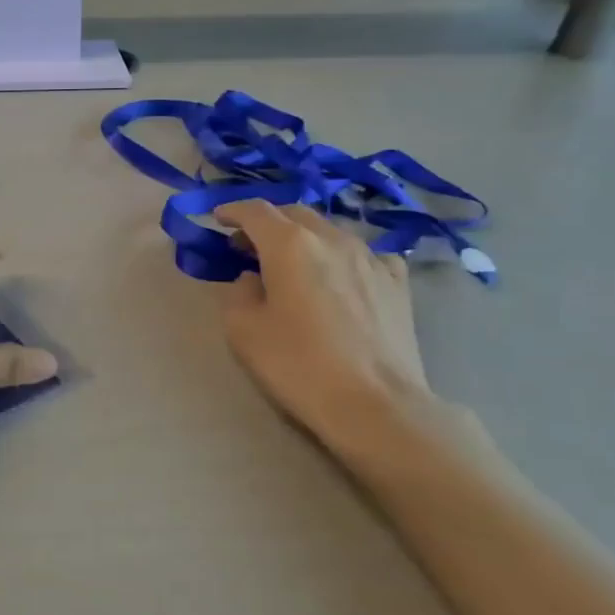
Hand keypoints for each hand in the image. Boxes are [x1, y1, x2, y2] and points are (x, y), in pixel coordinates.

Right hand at [214, 201, 428, 445]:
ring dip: (303, 237)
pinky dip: (343, 255)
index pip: (255, 210)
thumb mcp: (243, 330)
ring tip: (291, 261)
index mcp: (289, 244)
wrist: (376, 404)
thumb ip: (238, 292)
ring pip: (329, 230)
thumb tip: (252, 278)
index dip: (232, 210)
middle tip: (247, 245)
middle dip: (267, 222)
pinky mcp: (397, 282)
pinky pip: (365, 253)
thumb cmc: (299, 365)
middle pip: (294, 213)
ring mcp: (370, 257)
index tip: (217, 219)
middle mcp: (331, 238)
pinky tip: (341, 275)